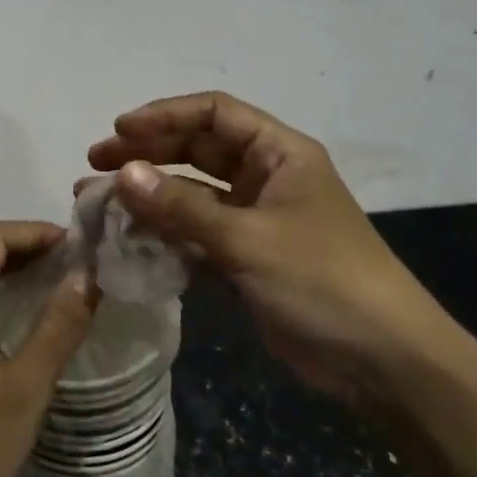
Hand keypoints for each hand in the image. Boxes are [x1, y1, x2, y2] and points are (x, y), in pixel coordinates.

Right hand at [88, 92, 450, 411]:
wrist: (382, 361)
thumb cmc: (323, 281)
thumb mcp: (249, 239)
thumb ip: (183, 208)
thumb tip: (123, 174)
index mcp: (279, 154)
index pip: (214, 114)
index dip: (165, 116)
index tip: (119, 131)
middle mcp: (265, 178)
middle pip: (196, 151)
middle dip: (146, 155)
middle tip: (94, 165)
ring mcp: (255, 219)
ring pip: (191, 195)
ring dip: (149, 198)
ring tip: (98, 204)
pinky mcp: (246, 258)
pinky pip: (196, 235)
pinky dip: (165, 236)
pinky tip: (129, 242)